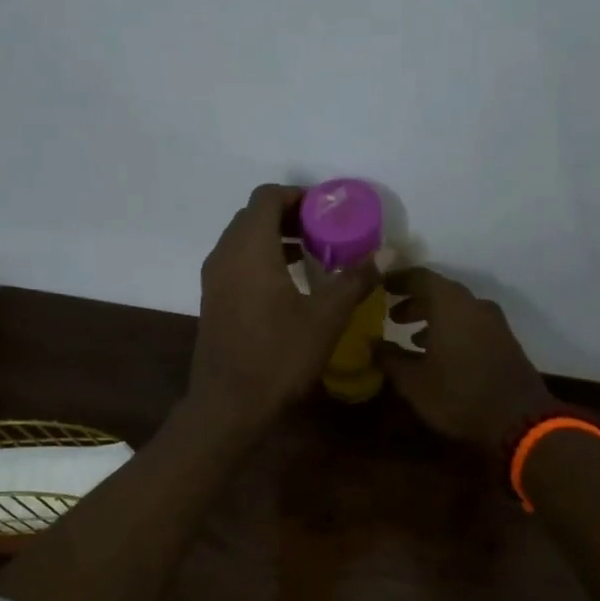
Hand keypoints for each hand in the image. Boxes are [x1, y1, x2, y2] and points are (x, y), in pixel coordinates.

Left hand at [188, 184, 379, 430]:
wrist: (229, 404)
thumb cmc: (279, 356)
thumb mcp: (326, 317)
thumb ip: (355, 278)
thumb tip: (387, 252)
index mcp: (249, 248)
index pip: (267, 197)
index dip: (299, 196)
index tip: (328, 210)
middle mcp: (224, 255)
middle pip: (253, 216)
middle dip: (290, 216)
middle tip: (326, 232)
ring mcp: (213, 279)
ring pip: (243, 241)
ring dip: (276, 240)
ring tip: (312, 258)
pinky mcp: (213, 301)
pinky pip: (237, 264)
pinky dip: (262, 261)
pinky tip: (289, 287)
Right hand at [381, 268, 555, 453]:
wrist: (518, 420)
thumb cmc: (458, 396)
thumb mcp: (413, 382)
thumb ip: (390, 359)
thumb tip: (372, 345)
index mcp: (450, 304)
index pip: (419, 277)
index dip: (398, 280)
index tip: (380, 286)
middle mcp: (474, 304)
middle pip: (439, 292)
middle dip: (414, 302)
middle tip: (391, 316)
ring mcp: (494, 322)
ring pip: (457, 309)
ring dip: (432, 318)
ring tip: (410, 337)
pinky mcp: (504, 340)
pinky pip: (471, 324)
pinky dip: (451, 330)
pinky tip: (438, 353)